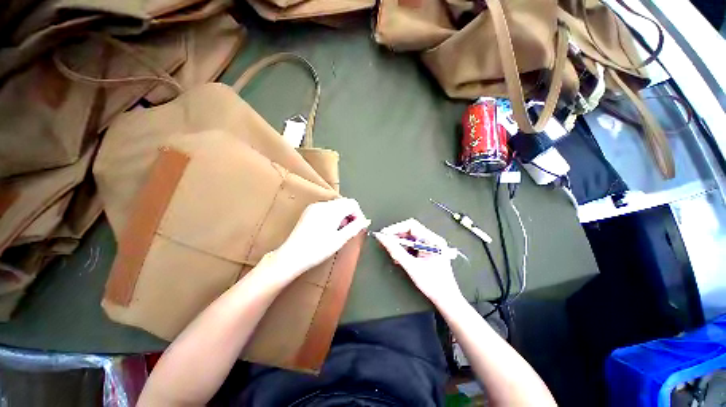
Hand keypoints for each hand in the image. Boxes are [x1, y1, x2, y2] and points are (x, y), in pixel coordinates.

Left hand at [272, 198, 369, 282]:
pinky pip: (326, 208)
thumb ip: (355, 227)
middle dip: (350, 214)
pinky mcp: (309, 211)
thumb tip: (365, 221)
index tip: (358, 227)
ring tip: (339, 230)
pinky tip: (329, 228)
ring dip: (342, 215)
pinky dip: (333, 215)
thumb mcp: (339, 240)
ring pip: (336, 205)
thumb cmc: (317, 250)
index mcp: (332, 210)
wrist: (292, 256)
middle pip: (344, 203)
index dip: (359, 214)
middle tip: (349, 230)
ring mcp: (314, 207)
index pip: (352, 203)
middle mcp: (323, 204)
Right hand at [375, 219, 462, 306]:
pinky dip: (404, 249)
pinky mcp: (427, 250)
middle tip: (385, 242)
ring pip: (410, 238)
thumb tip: (383, 238)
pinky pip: (412, 244)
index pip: (411, 225)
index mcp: (433, 240)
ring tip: (393, 253)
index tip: (384, 234)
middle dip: (396, 236)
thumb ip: (395, 250)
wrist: (446, 298)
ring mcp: (430, 245)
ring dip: (399, 244)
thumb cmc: (433, 284)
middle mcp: (433, 239)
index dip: (395, 228)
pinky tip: (399, 256)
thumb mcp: (411, 266)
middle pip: (410, 230)